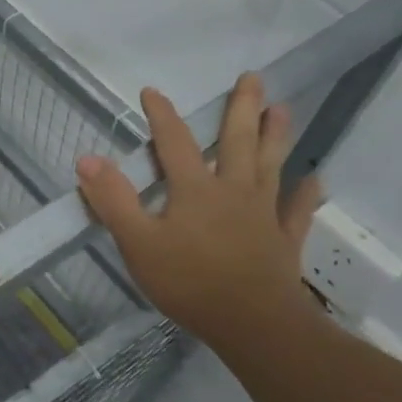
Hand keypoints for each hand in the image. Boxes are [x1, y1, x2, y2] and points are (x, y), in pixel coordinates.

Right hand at [76, 73, 324, 347]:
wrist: (252, 324)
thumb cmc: (189, 282)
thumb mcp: (138, 243)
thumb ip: (113, 200)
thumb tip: (87, 159)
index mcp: (195, 189)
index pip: (175, 143)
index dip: (162, 116)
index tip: (152, 91)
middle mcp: (233, 191)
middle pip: (237, 142)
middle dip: (242, 108)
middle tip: (252, 77)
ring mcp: (263, 214)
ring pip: (270, 166)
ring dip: (276, 137)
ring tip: (282, 109)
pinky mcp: (283, 240)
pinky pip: (297, 211)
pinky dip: (305, 194)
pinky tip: (314, 179)